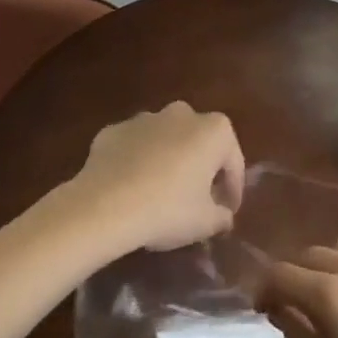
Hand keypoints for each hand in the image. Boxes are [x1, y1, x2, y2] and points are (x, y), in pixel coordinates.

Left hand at [62, 102, 245, 253]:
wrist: (105, 206)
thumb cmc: (168, 209)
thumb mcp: (206, 222)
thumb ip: (222, 216)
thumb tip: (223, 216)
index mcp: (214, 131)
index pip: (233, 161)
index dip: (232, 189)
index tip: (227, 211)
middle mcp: (182, 114)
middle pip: (199, 142)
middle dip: (200, 166)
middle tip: (196, 199)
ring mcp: (145, 118)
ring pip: (164, 140)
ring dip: (167, 160)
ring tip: (160, 193)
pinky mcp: (113, 130)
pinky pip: (133, 147)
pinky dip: (136, 162)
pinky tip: (130, 188)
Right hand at [259, 235, 337, 337]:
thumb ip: (297, 330)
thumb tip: (278, 306)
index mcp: (331, 295)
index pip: (282, 274)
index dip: (265, 288)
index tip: (262, 306)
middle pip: (312, 254)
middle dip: (296, 274)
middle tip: (295, 301)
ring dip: (330, 263)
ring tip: (335, 290)